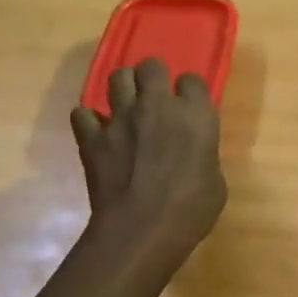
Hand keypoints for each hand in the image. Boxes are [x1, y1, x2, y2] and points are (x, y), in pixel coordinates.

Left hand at [71, 58, 225, 264]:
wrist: (142, 230)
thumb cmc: (192, 209)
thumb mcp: (215, 180)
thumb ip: (203, 154)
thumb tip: (192, 153)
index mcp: (196, 115)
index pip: (192, 80)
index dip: (189, 92)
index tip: (189, 106)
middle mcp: (158, 106)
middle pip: (151, 66)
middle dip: (153, 77)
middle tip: (155, 96)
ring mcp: (120, 118)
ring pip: (116, 77)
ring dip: (123, 88)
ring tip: (126, 107)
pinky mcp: (92, 137)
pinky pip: (82, 114)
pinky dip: (89, 121)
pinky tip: (98, 134)